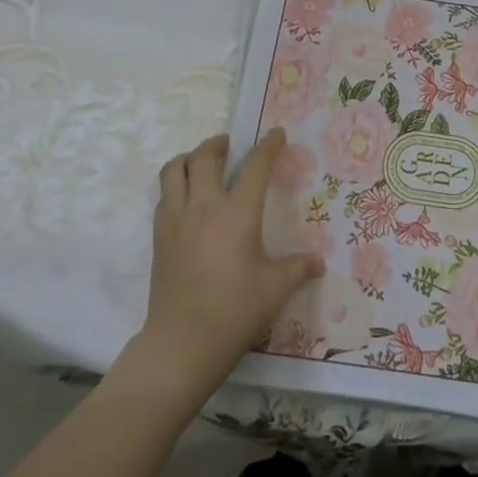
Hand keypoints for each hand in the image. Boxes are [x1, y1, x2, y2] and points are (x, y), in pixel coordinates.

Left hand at [129, 130, 323, 405]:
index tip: (276, 134)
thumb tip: (318, 262)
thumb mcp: (276, 288)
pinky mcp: (159, 237)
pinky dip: (176, 184)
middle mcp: (204, 206)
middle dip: (218, 143)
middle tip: (230, 144)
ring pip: (175, 170)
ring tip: (202, 162)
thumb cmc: (235, 310)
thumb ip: (299, 269)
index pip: (255, 166)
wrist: (183, 342)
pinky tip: (187, 197)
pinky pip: (164, 195)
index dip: (268, 146)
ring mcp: (176, 219)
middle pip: (205, 156)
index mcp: (238, 212)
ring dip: (190, 158)